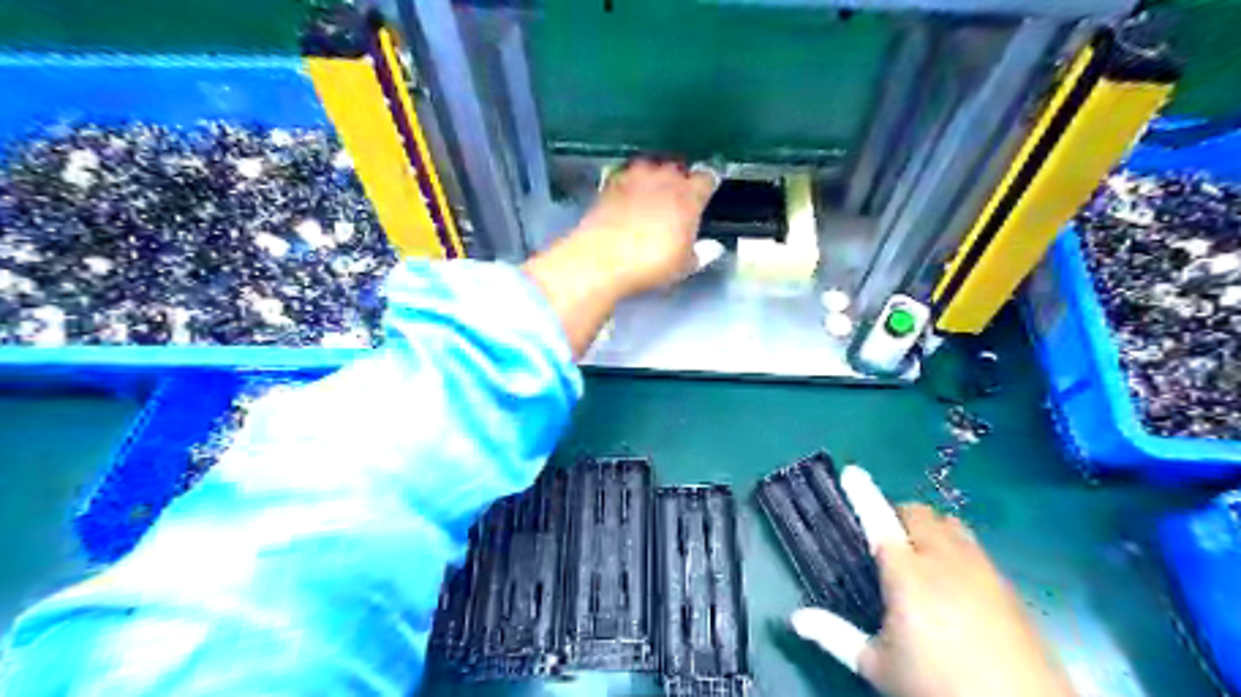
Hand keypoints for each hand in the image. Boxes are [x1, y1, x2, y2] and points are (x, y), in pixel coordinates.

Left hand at [567, 159, 712, 295]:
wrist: (602, 259)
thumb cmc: (651, 264)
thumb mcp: (683, 266)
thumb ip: (701, 253)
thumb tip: (713, 247)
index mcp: (689, 195)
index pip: (707, 178)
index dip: (707, 186)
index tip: (705, 196)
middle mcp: (664, 178)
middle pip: (678, 168)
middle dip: (680, 180)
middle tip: (677, 200)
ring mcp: (635, 177)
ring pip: (651, 167)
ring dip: (654, 177)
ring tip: (652, 195)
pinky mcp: (610, 183)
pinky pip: (627, 176)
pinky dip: (630, 184)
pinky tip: (627, 199)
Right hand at [796, 469, 1077, 696]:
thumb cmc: (939, 687)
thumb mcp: (880, 667)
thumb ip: (836, 636)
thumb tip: (796, 619)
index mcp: (907, 576)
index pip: (879, 521)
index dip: (863, 494)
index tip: (852, 471)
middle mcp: (945, 561)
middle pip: (917, 514)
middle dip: (897, 516)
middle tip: (886, 543)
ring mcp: (981, 569)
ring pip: (950, 524)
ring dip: (928, 528)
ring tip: (920, 557)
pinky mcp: (1006, 585)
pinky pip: (974, 546)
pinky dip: (954, 547)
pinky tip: (953, 583)